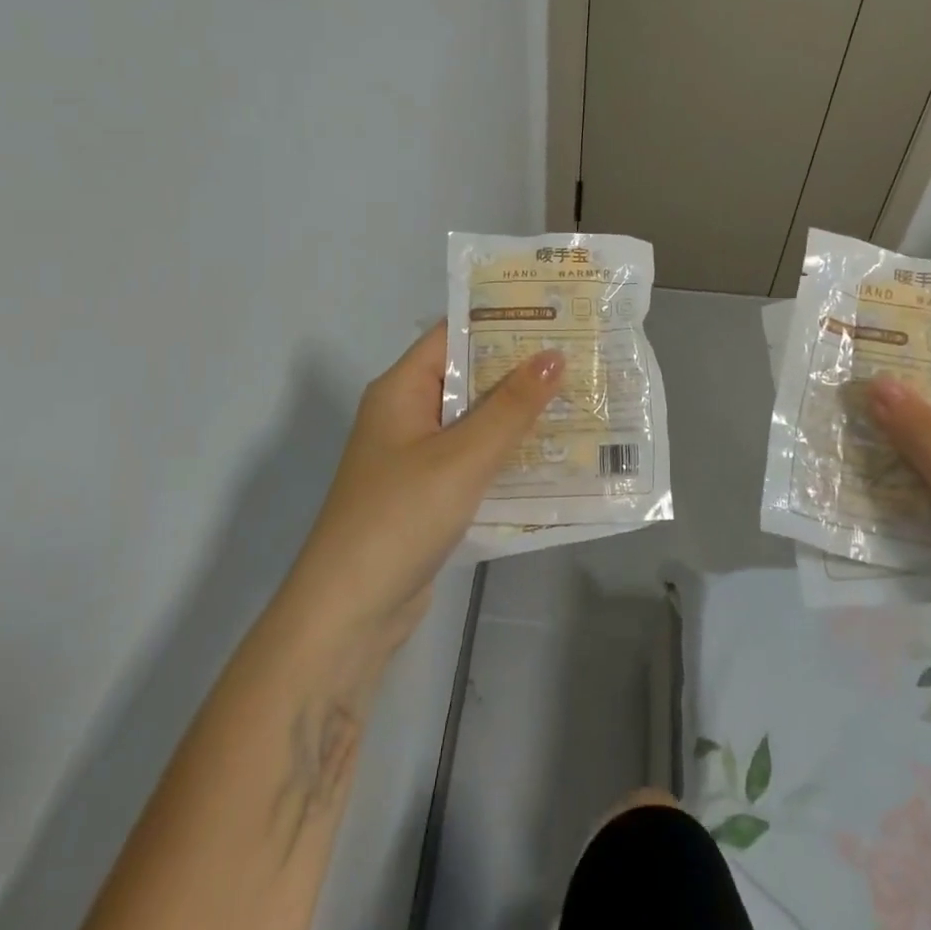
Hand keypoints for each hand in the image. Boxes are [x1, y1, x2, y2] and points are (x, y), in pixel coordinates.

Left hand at [277, 321, 563, 659]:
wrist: (350, 614)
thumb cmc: (401, 517)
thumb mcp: (463, 456)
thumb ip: (511, 406)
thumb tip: (554, 354)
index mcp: (401, 390)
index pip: (454, 335)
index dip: (502, 321)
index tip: (556, 315)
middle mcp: (406, 415)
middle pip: (468, 377)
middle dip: (521, 369)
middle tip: (580, 357)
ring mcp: (417, 457)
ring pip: (475, 421)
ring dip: (519, 414)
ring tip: (579, 398)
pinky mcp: (429, 494)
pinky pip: (475, 459)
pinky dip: (507, 453)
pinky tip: (553, 454)